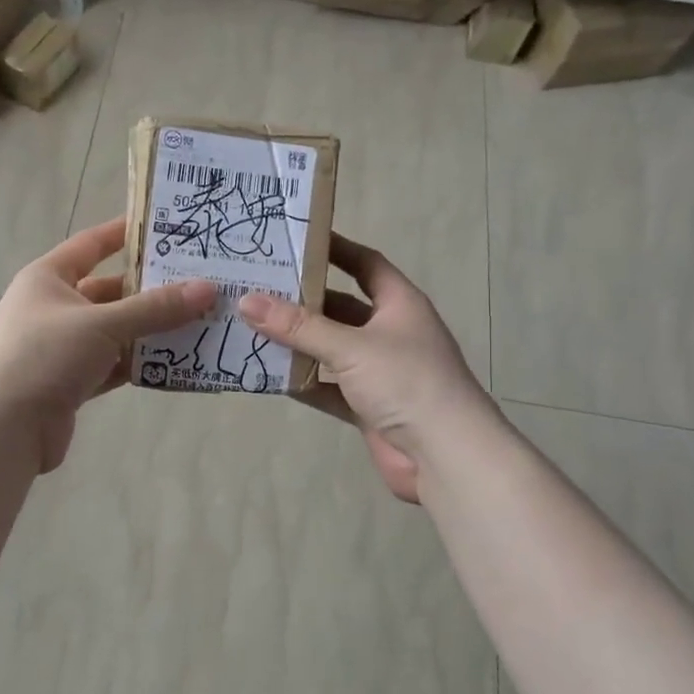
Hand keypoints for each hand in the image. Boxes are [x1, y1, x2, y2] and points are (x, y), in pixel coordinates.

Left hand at [0, 217, 215, 472]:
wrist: (1, 427)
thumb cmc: (45, 355)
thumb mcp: (103, 324)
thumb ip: (155, 308)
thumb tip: (208, 288)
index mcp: (48, 278)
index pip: (91, 245)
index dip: (124, 233)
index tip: (164, 227)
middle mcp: (53, 308)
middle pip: (109, 292)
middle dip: (150, 290)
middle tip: (197, 283)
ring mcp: (60, 347)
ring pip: (114, 332)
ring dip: (149, 330)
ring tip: (197, 321)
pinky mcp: (69, 382)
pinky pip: (111, 365)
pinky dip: (137, 363)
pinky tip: (173, 362)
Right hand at [237, 234, 491, 502]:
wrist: (445, 455)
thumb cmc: (406, 382)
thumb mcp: (350, 347)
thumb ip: (298, 326)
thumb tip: (247, 300)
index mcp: (399, 304)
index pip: (366, 264)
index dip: (335, 249)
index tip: (296, 239)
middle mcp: (390, 333)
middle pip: (341, 308)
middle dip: (303, 300)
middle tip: (258, 287)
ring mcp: (379, 372)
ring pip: (331, 350)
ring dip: (299, 343)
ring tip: (252, 328)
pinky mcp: (368, 406)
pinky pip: (328, 387)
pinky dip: (303, 381)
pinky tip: (268, 374)